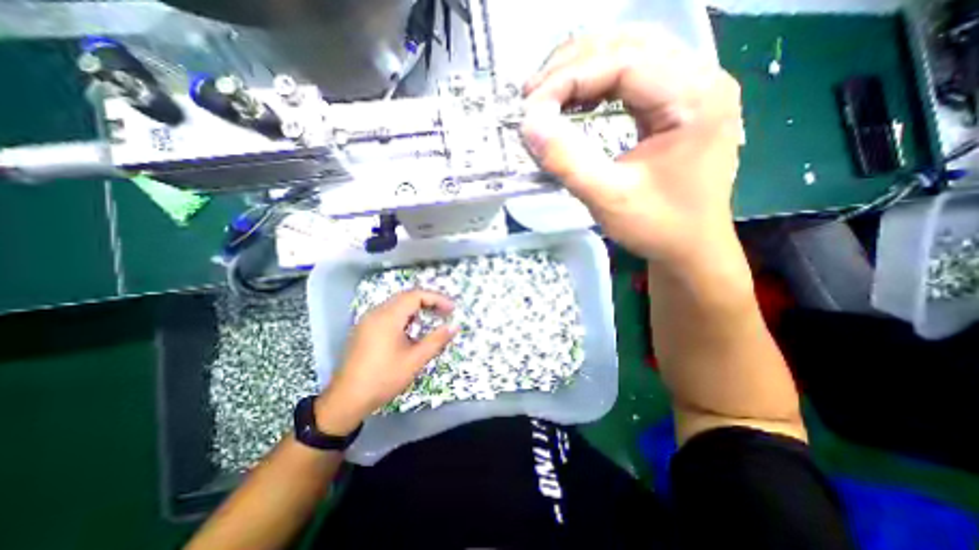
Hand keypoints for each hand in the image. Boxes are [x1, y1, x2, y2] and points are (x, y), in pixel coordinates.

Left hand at [312, 289, 459, 433]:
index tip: (452, 309)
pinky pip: (388, 313)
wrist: (346, 400)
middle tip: (445, 311)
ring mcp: (368, 320)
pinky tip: (411, 328)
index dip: (437, 299)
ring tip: (432, 318)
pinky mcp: (364, 329)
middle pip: (406, 296)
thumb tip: (454, 327)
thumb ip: (436, 340)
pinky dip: (405, 315)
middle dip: (428, 301)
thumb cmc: (383, 378)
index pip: (416, 295)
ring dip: (416, 307)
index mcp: (388, 317)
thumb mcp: (415, 360)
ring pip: (397, 304)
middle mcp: (376, 312)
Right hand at [523, 26, 745, 265]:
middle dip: (573, 65)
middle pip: (628, 43)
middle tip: (533, 94)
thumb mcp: (608, 198)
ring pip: (630, 52)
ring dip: (583, 68)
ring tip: (548, 94)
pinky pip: (634, 75)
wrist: (690, 247)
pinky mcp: (677, 104)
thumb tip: (528, 124)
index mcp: (694, 98)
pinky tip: (576, 101)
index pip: (623, 61)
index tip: (531, 106)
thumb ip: (567, 161)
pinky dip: (598, 83)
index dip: (569, 78)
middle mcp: (701, 79)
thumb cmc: (657, 227)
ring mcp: (691, 89)